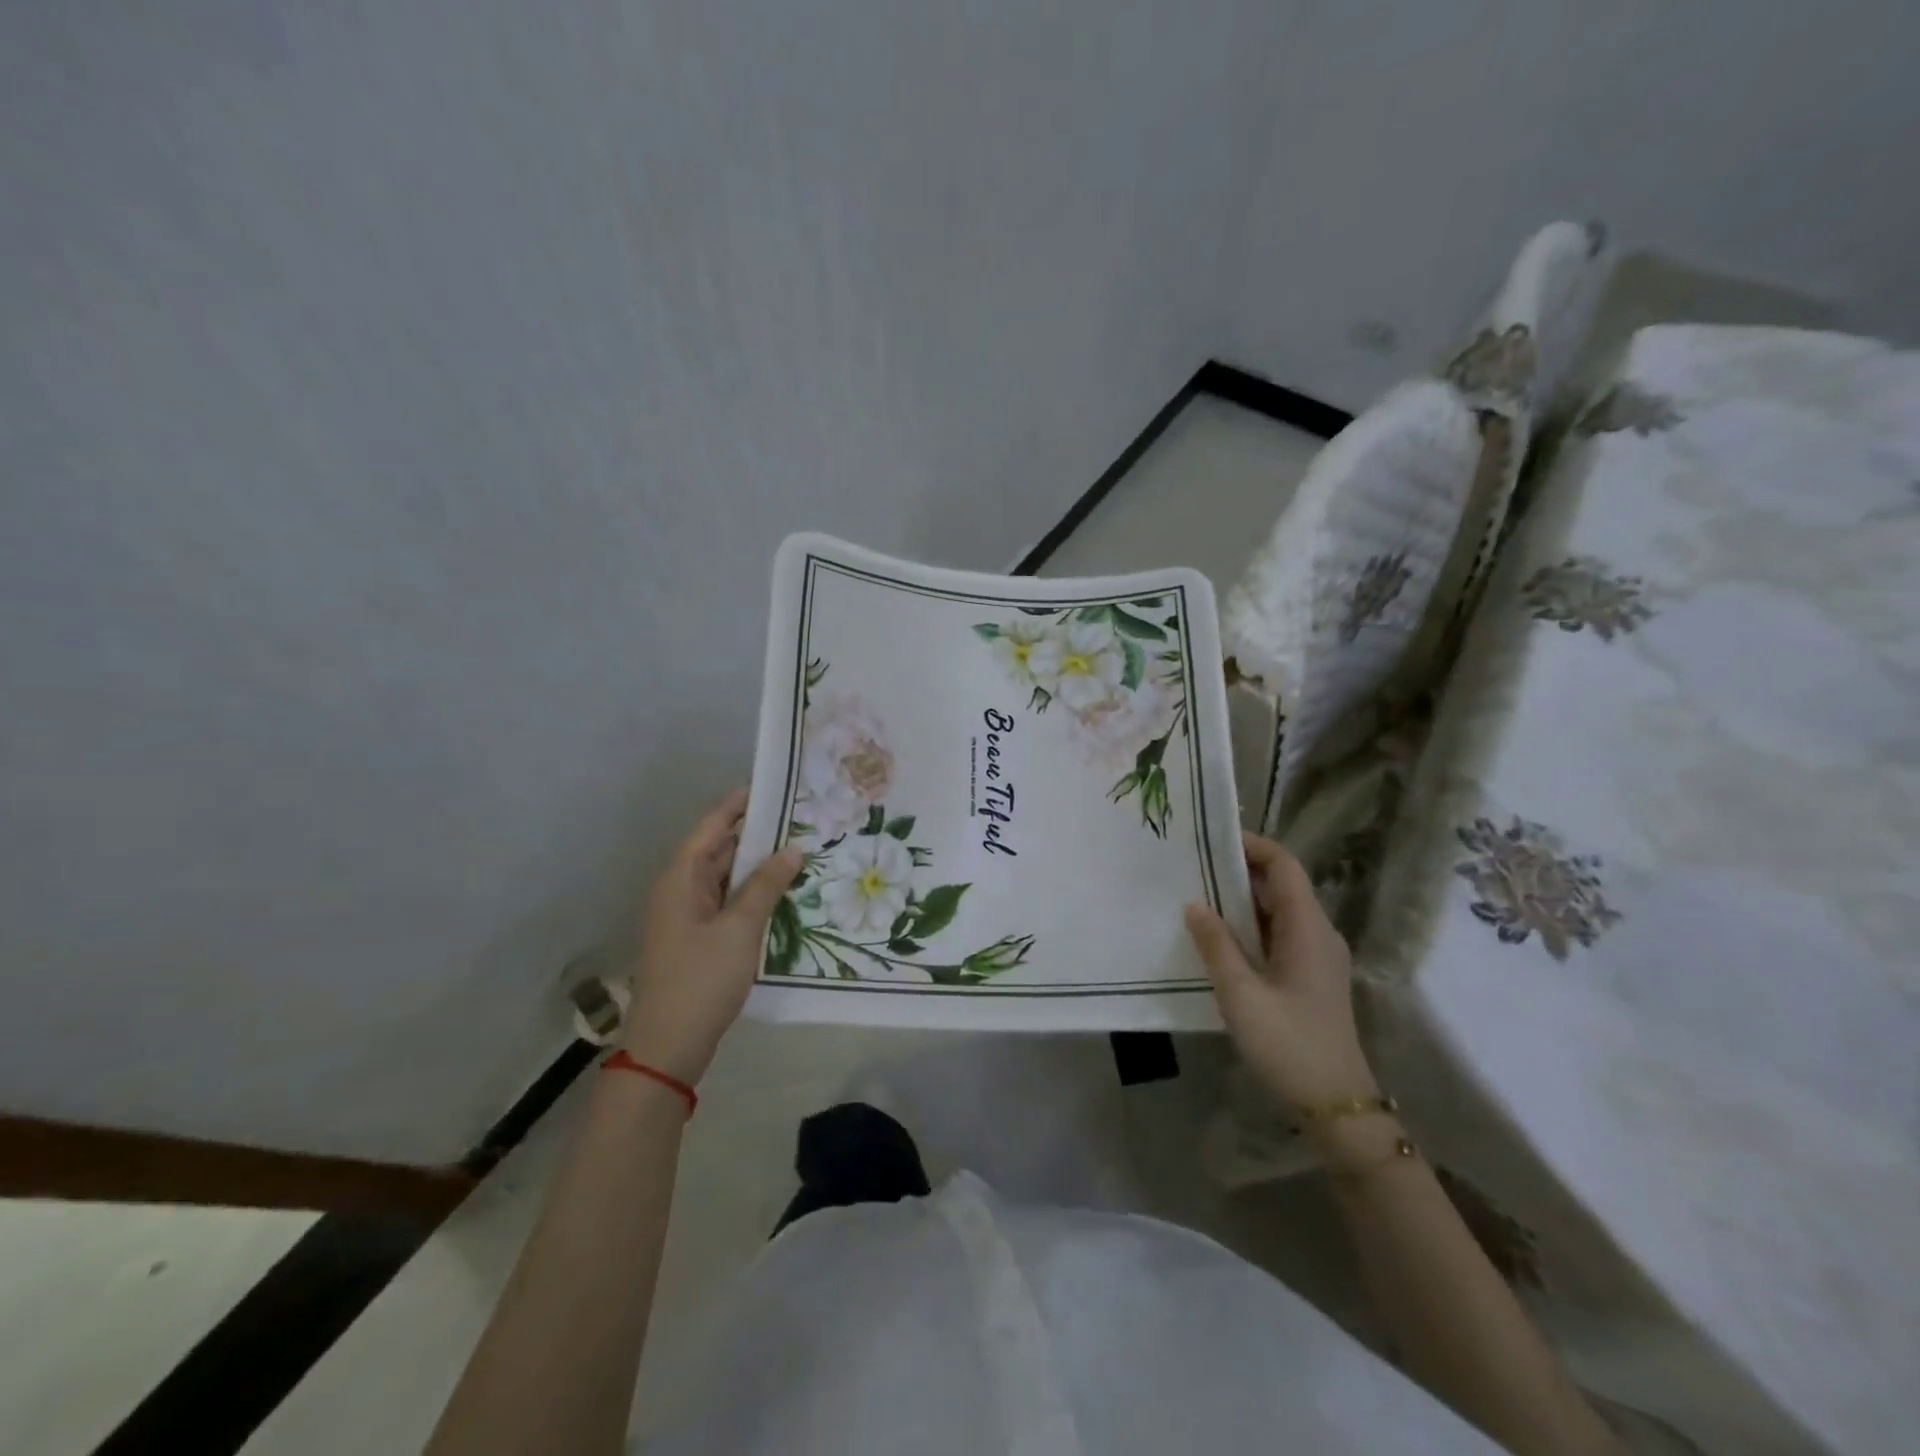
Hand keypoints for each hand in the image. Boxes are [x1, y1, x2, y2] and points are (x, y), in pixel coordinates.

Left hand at [623, 788, 802, 1085]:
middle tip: (797, 818)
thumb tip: (792, 848)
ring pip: (723, 878)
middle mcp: (679, 891)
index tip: (770, 787)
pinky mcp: (697, 940)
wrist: (668, 1047)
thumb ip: (766, 885)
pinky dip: (750, 892)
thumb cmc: (701, 979)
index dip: (737, 805)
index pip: (710, 828)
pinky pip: (726, 902)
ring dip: (755, 865)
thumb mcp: (740, 928)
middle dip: (754, 834)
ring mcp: (686, 917)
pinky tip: (780, 892)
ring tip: (796, 848)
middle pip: (717, 850)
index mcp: (680, 880)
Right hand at [1185, 831, 1378, 1115]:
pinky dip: (1249, 925)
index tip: (1211, 839)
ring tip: (1196, 893)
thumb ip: (1216, 944)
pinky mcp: (1309, 976)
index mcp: (1308, 928)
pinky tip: (1218, 937)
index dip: (1252, 845)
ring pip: (1277, 910)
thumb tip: (1194, 904)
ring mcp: (1316, 955)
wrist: (1336, 1103)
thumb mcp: (1241, 993)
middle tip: (1193, 865)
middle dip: (1239, 869)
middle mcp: (1317, 933)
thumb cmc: (1289, 1043)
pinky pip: (1278, 934)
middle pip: (1281, 884)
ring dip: (1241, 899)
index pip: (1284, 865)